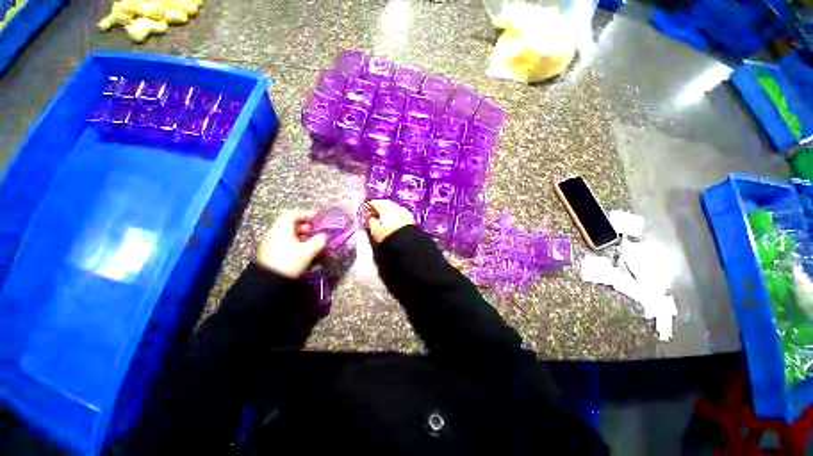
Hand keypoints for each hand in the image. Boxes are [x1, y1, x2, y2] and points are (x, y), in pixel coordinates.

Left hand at [257, 210, 326, 278]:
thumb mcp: (308, 251)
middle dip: (305, 226)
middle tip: (316, 230)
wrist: (269, 281)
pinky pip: (285, 242)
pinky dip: (295, 242)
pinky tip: (304, 250)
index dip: (305, 214)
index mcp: (282, 228)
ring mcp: (271, 243)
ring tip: (312, 241)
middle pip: (290, 224)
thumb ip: (318, 241)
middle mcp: (274, 233)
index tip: (316, 218)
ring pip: (288, 234)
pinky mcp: (271, 253)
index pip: (293, 214)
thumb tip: (324, 236)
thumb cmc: (290, 261)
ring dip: (301, 235)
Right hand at [367, 199, 415, 242]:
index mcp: (386, 208)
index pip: (376, 202)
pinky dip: (396, 215)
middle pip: (386, 203)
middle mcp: (396, 207)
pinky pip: (401, 213)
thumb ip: (370, 220)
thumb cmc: (388, 237)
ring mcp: (405, 211)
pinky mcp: (411, 218)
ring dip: (389, 210)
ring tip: (384, 218)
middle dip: (380, 206)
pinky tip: (394, 221)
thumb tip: (370, 214)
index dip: (370, 205)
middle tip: (374, 213)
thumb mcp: (374, 230)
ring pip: (394, 207)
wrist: (408, 245)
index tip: (366, 210)